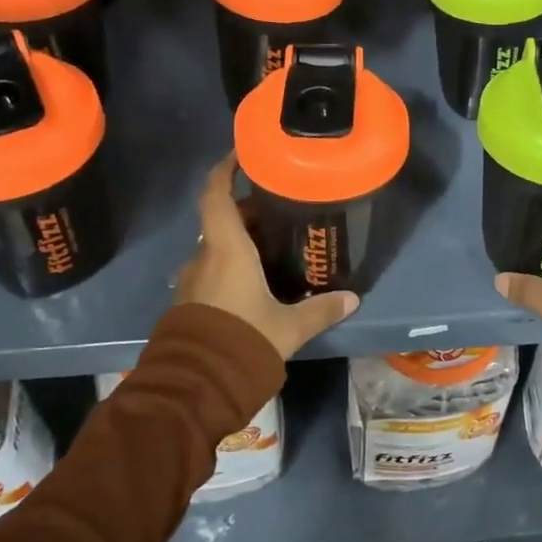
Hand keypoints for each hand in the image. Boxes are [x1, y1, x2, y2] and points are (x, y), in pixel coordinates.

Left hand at [174, 154, 358, 360]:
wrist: (195, 388)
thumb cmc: (243, 341)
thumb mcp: (288, 327)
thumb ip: (320, 310)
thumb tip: (352, 299)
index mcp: (226, 249)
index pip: (216, 194)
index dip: (225, 169)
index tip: (243, 154)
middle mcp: (204, 257)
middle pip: (223, 220)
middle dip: (249, 211)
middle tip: (281, 209)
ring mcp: (192, 281)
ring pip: (217, 247)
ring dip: (240, 241)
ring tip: (274, 245)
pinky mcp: (189, 303)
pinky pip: (212, 271)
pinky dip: (231, 265)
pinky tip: (256, 281)